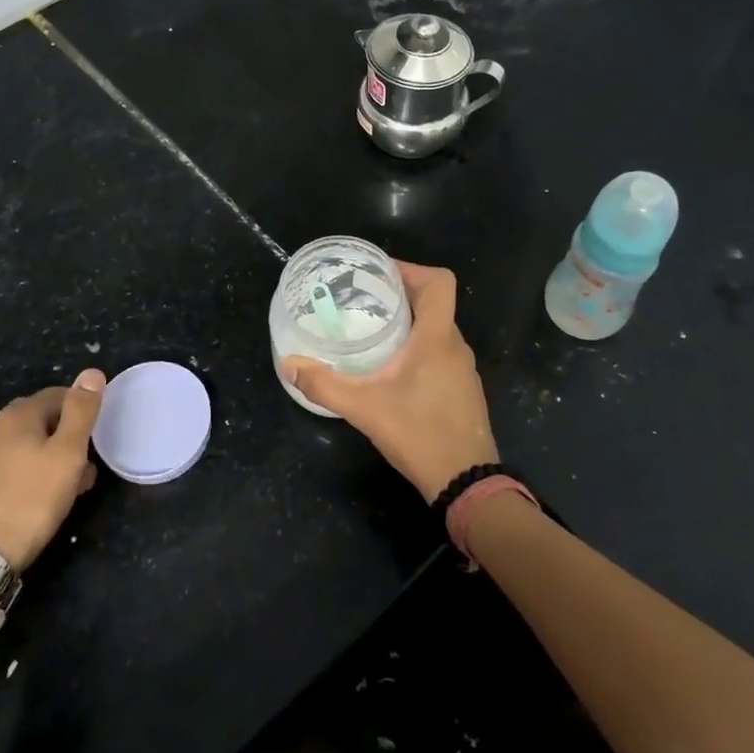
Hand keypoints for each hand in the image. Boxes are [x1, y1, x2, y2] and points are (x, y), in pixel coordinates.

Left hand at [0, 369, 103, 570]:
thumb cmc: (32, 499)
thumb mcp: (68, 453)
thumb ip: (81, 411)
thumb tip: (91, 372)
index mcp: (17, 414)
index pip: (59, 395)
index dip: (82, 413)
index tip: (96, 440)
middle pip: (41, 420)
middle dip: (67, 438)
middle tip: (86, 467)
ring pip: (27, 445)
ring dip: (51, 458)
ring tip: (69, 488)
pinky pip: (11, 466)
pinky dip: (30, 474)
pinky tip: (40, 499)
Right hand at [282, 263, 496, 501]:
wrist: (465, 482)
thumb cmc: (418, 433)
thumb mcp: (363, 407)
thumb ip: (324, 384)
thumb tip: (288, 364)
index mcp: (437, 337)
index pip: (439, 282)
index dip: (411, 269)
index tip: (379, 275)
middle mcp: (455, 345)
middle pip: (435, 302)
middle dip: (401, 294)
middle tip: (364, 299)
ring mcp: (463, 369)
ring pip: (438, 329)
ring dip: (410, 323)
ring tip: (373, 330)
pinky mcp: (463, 389)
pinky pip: (442, 352)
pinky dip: (419, 347)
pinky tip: (393, 367)